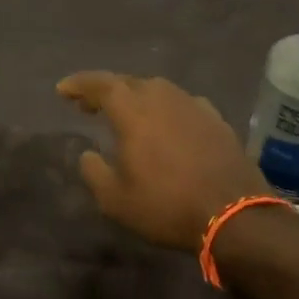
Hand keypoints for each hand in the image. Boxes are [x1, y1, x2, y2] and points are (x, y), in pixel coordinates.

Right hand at [56, 72, 271, 251]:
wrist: (236, 216)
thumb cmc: (166, 205)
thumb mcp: (115, 199)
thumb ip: (94, 171)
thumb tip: (88, 154)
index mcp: (133, 110)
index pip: (100, 84)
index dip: (79, 84)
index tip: (62, 90)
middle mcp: (163, 98)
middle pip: (128, 82)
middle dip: (105, 90)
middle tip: (88, 104)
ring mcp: (194, 106)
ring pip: (158, 90)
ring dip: (137, 97)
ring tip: (126, 113)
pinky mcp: (217, 120)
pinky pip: (183, 104)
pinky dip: (166, 109)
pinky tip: (167, 124)